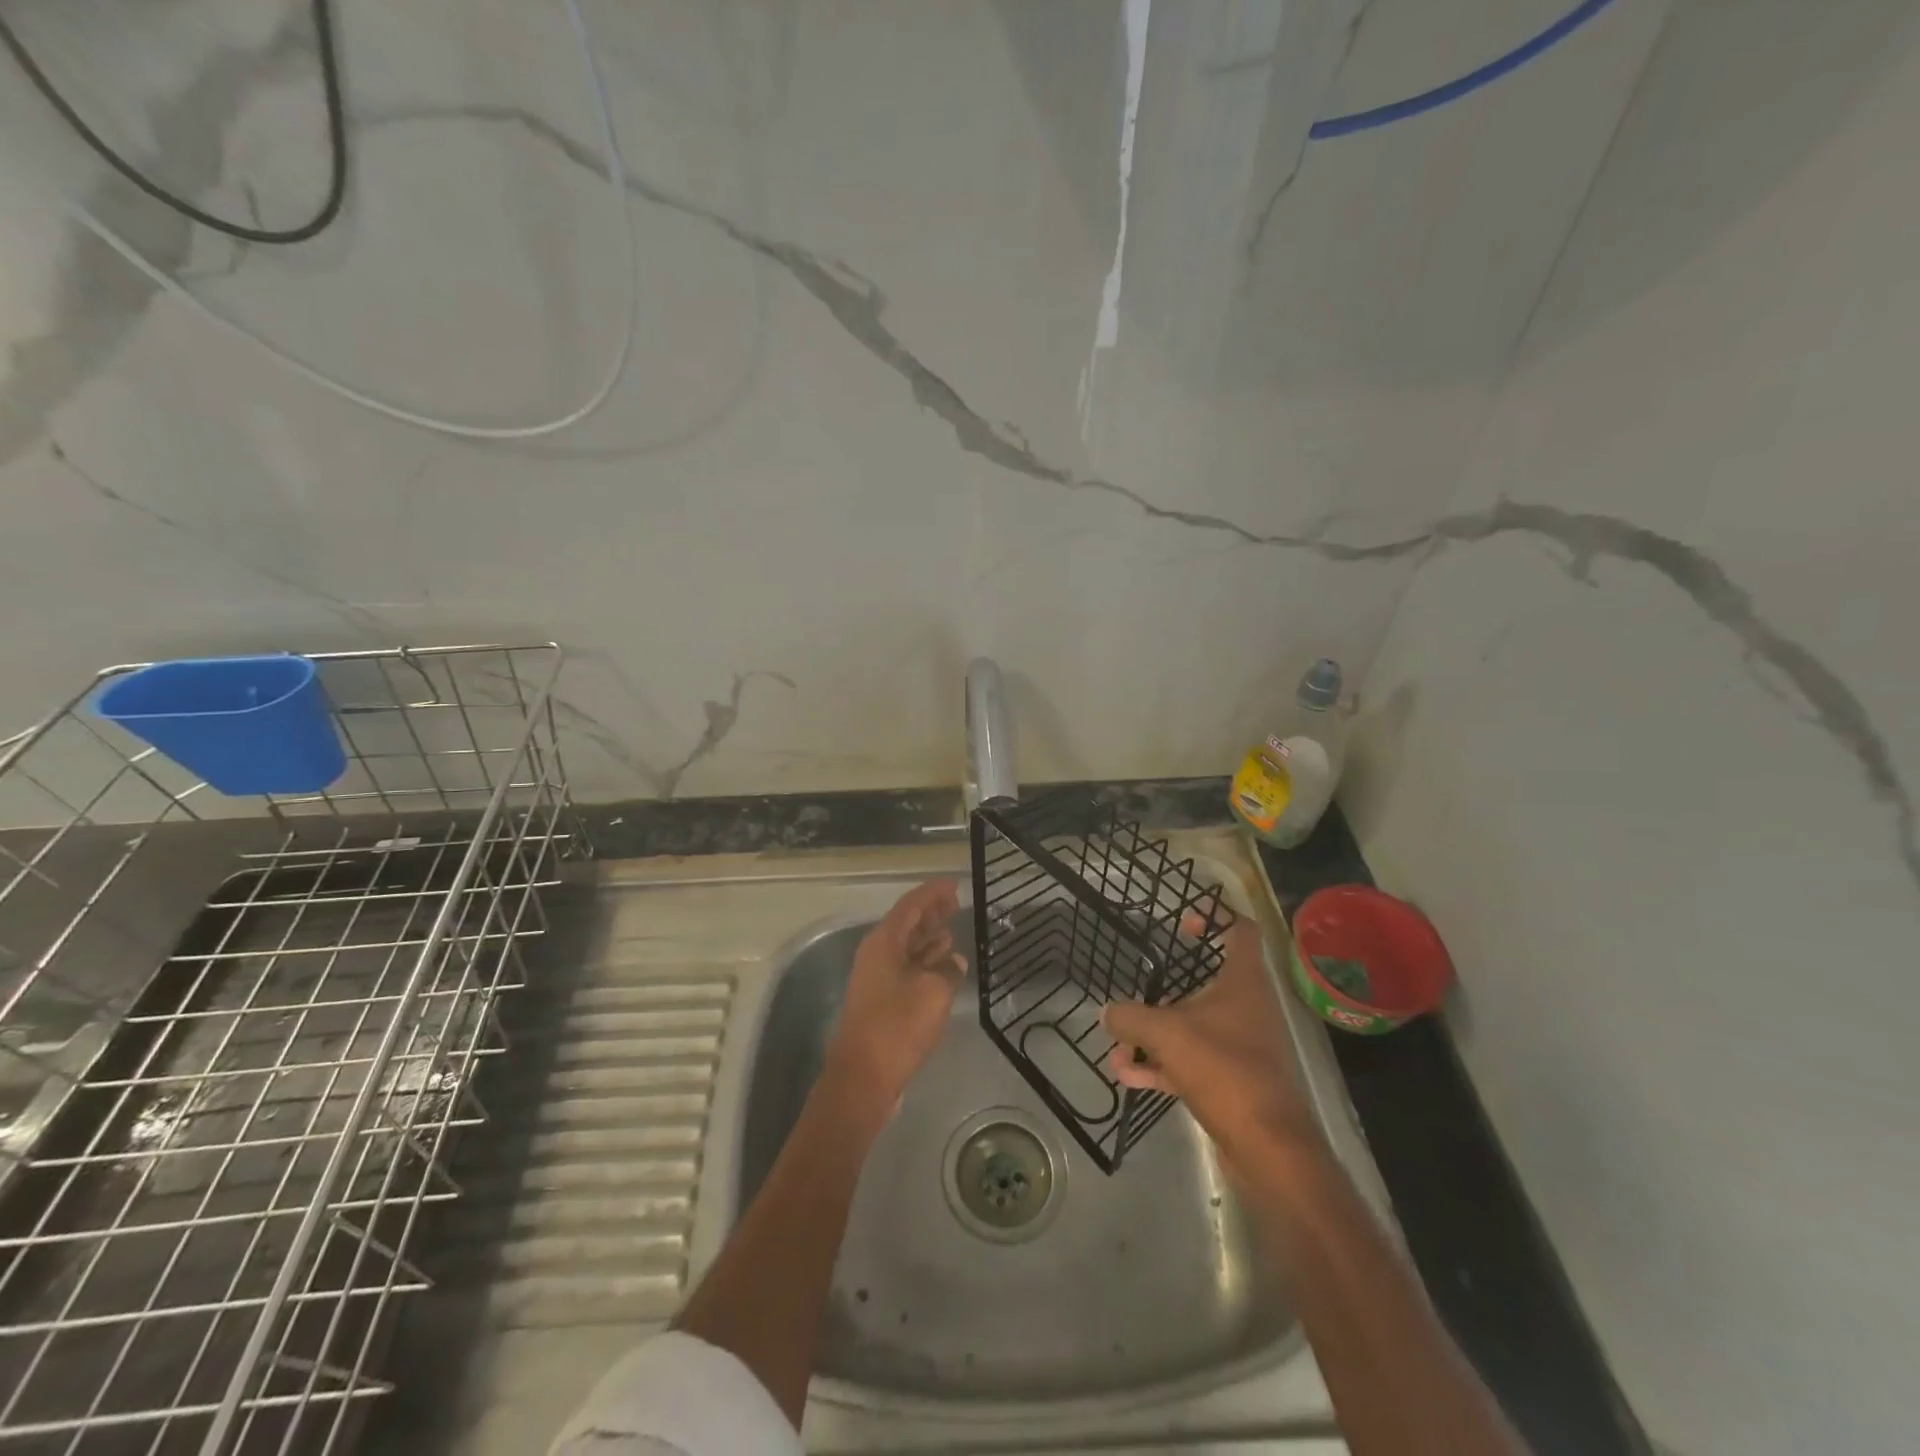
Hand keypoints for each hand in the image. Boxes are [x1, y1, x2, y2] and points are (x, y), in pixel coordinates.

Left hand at [827, 879, 965, 1107]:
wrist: (863, 1077)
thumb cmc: (897, 1027)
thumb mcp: (933, 993)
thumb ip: (948, 970)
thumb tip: (954, 961)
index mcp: (884, 942)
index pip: (910, 905)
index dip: (933, 893)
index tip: (955, 885)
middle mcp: (876, 954)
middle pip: (906, 923)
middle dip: (931, 913)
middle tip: (957, 905)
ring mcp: (877, 978)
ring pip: (906, 947)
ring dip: (929, 938)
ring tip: (953, 930)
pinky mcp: (882, 1000)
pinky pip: (906, 968)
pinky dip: (925, 962)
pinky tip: (945, 966)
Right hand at [1103, 912, 1318, 1167]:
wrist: (1268, 1148)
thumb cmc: (1223, 1069)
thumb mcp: (1166, 1034)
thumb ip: (1132, 1017)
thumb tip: (1108, 1012)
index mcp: (1243, 982)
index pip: (1239, 931)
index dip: (1215, 917)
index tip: (1183, 922)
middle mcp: (1246, 1008)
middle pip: (1208, 983)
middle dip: (1167, 989)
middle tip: (1138, 988)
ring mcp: (1240, 1047)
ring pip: (1193, 1027)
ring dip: (1155, 1034)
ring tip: (1118, 1044)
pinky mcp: (1231, 1082)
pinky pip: (1190, 1062)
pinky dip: (1161, 1065)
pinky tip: (1127, 1074)